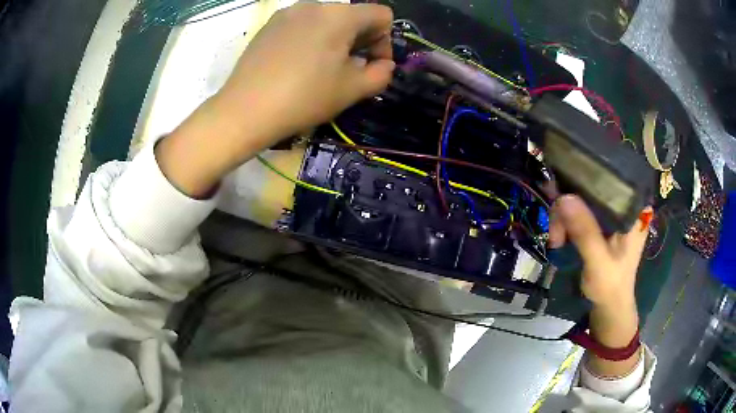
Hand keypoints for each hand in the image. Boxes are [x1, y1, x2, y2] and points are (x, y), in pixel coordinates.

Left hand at [157, 3, 394, 196]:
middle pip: (353, 15)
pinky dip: (310, 39)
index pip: (381, 14)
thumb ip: (381, 74)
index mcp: (341, 15)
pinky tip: (297, 64)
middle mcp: (315, 5)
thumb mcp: (353, 90)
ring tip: (321, 69)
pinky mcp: (269, 25)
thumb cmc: (304, 98)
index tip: (372, 65)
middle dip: (359, 41)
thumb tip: (383, 64)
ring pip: (326, 20)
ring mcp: (288, 13)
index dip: (385, 40)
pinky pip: (302, 25)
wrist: (245, 110)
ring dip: (335, 40)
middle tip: (348, 70)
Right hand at [549, 195, 649, 376]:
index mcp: (633, 208)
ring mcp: (611, 212)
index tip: (564, 187)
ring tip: (556, 241)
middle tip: (556, 233)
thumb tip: (563, 197)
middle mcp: (623, 203)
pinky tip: (560, 238)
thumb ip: (585, 232)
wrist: (609, 305)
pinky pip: (578, 210)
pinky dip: (565, 222)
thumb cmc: (610, 285)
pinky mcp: (600, 221)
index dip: (586, 176)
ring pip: (581, 198)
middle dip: (569, 206)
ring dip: (563, 218)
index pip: (610, 177)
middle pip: (591, 187)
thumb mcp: (599, 261)